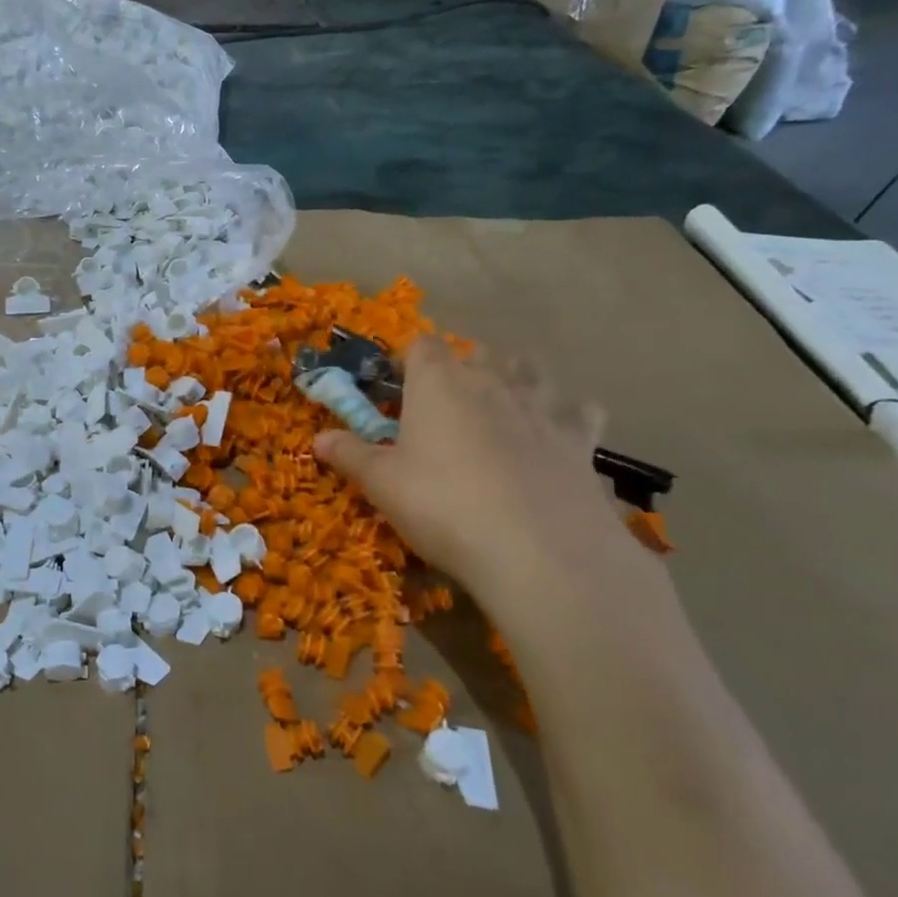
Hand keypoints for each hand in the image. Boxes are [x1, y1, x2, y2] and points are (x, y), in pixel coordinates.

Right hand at [314, 336, 657, 634]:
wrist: (539, 551)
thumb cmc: (443, 506)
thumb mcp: (381, 484)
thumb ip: (349, 455)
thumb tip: (317, 439)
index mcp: (438, 383)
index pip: (421, 345)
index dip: (406, 358)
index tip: (393, 384)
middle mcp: (491, 381)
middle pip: (478, 352)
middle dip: (461, 368)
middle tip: (444, 404)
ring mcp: (541, 407)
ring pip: (531, 371)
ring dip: (516, 379)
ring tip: (502, 405)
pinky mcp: (580, 441)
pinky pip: (578, 412)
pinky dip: (567, 416)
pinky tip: (556, 435)